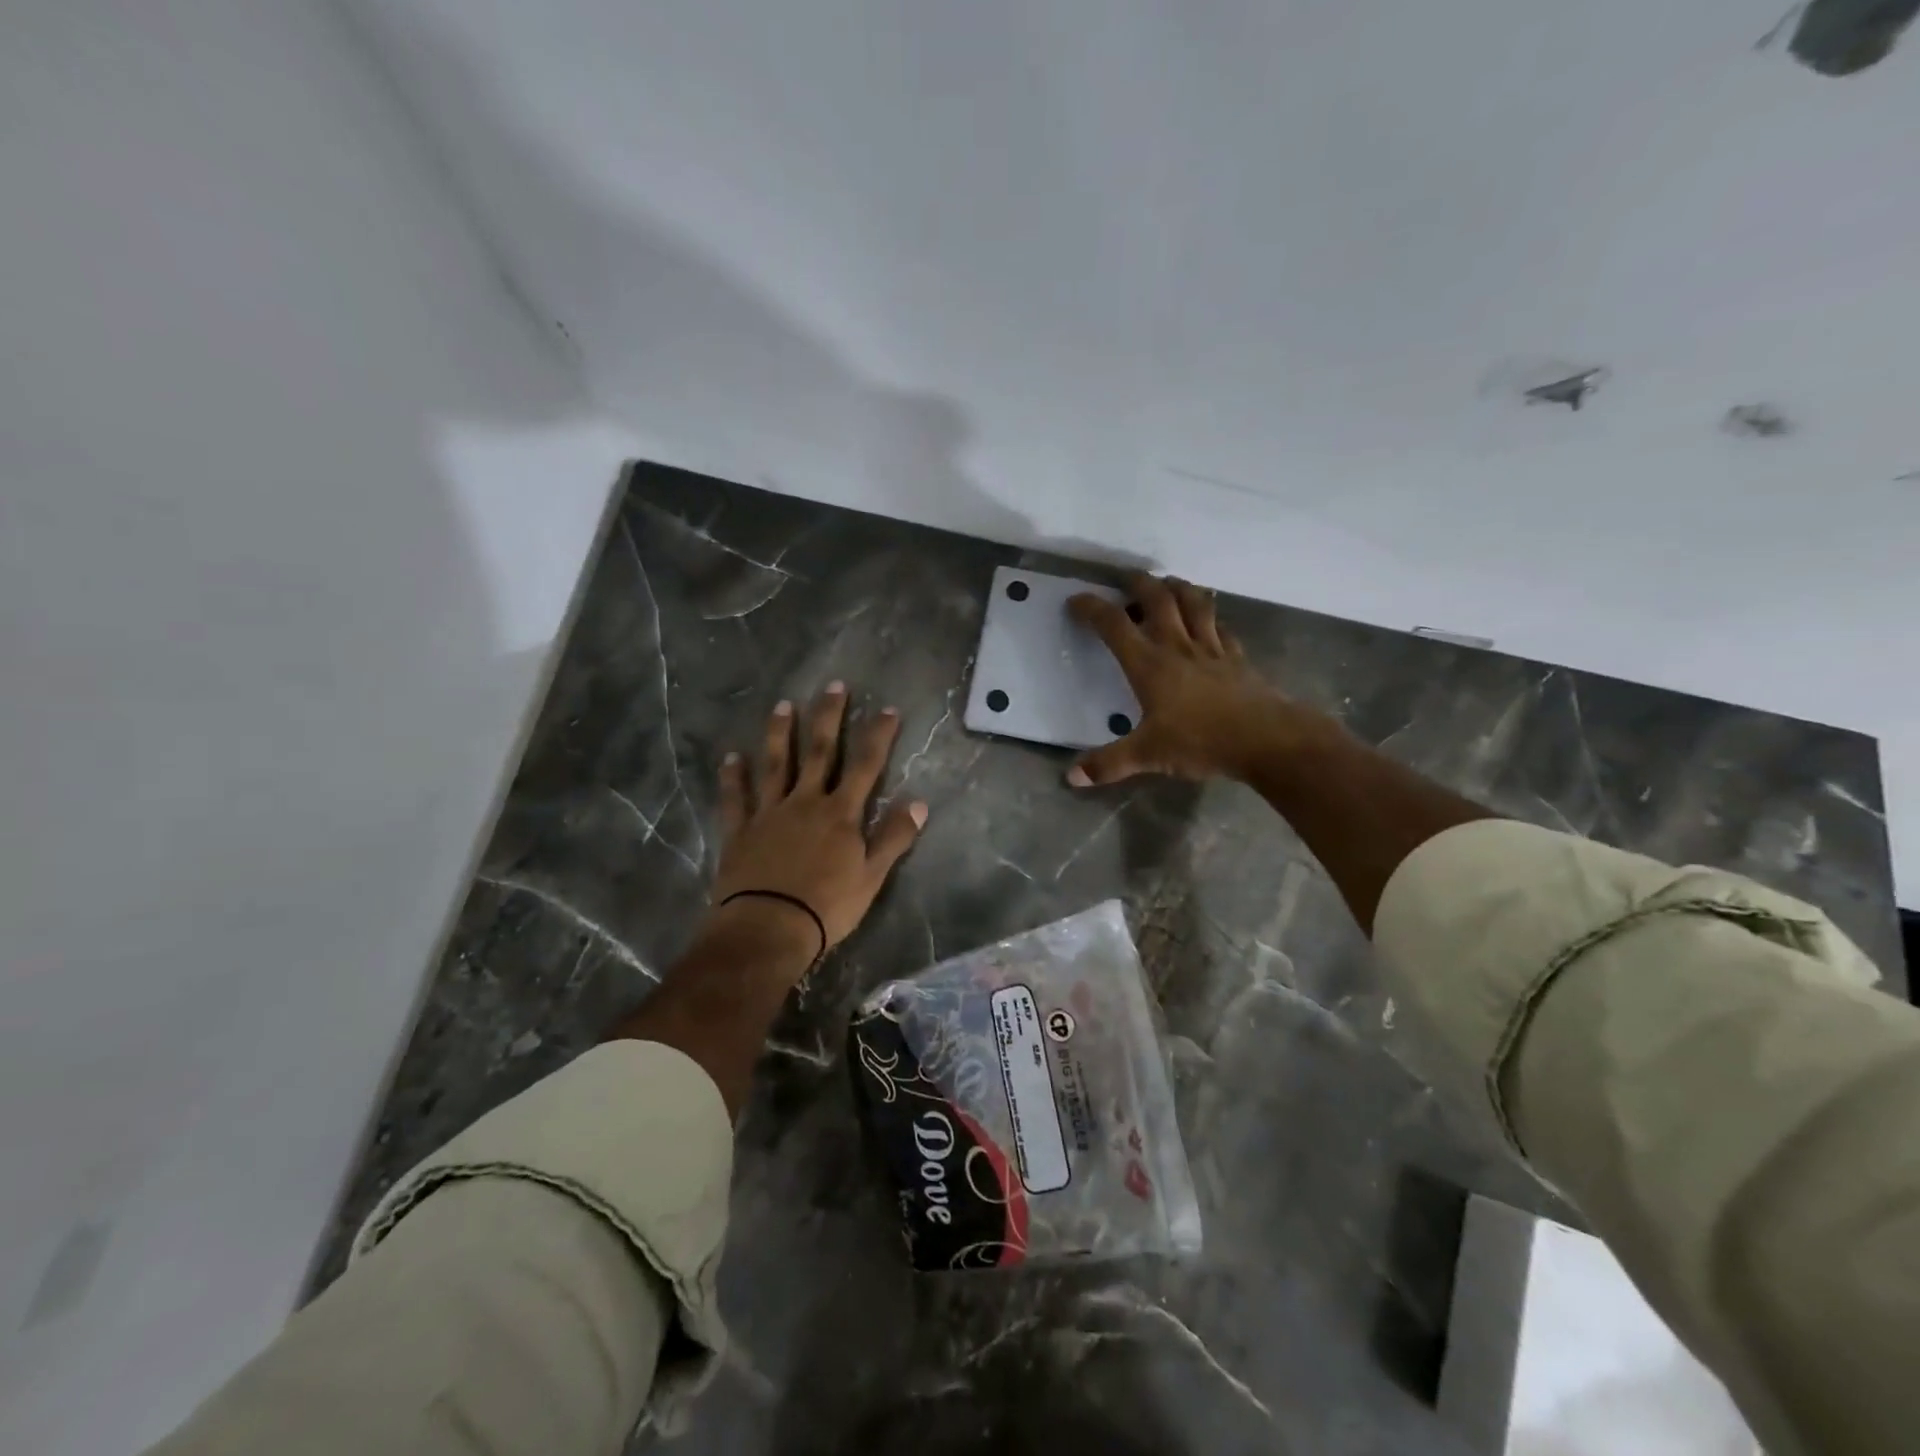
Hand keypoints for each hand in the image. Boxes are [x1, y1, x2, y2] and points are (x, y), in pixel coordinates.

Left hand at [706, 684, 927, 965]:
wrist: (768, 928)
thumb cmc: (826, 907)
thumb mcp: (872, 877)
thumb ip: (894, 837)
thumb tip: (920, 803)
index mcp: (840, 813)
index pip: (865, 765)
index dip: (878, 735)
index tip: (887, 709)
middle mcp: (805, 802)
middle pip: (819, 752)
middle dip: (827, 717)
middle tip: (833, 685)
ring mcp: (769, 813)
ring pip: (775, 765)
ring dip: (779, 734)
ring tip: (782, 706)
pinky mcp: (740, 830)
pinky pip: (735, 798)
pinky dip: (733, 777)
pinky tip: (731, 757)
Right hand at [1066, 573, 1311, 786]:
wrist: (1266, 739)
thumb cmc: (1201, 742)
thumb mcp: (1148, 755)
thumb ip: (1108, 764)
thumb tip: (1071, 778)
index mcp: (1149, 665)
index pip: (1114, 625)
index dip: (1092, 608)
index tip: (1076, 599)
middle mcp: (1178, 647)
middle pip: (1158, 600)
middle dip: (1139, 584)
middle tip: (1127, 578)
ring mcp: (1211, 649)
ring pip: (1194, 604)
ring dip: (1179, 588)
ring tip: (1168, 584)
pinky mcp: (1237, 658)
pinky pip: (1221, 628)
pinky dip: (1211, 618)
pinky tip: (1209, 620)